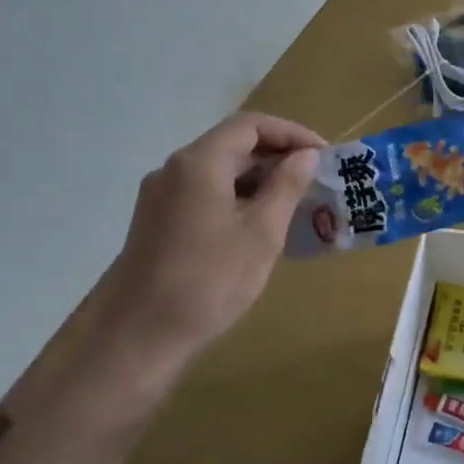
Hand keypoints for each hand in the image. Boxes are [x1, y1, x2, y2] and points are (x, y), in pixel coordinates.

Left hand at [90, 112, 324, 410]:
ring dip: (258, 179)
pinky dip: (237, 197)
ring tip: (294, 203)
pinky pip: (204, 194)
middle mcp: (174, 169)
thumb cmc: (209, 280)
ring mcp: (160, 196)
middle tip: (314, 179)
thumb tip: (305, 155)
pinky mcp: (157, 222)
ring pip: (218, 171)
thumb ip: (287, 186)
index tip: (323, 155)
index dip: (291, 133)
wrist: (139, 338)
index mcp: (199, 163)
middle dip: (277, 156)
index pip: (250, 125)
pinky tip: (258, 225)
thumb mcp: (262, 232)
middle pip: (232, 145)